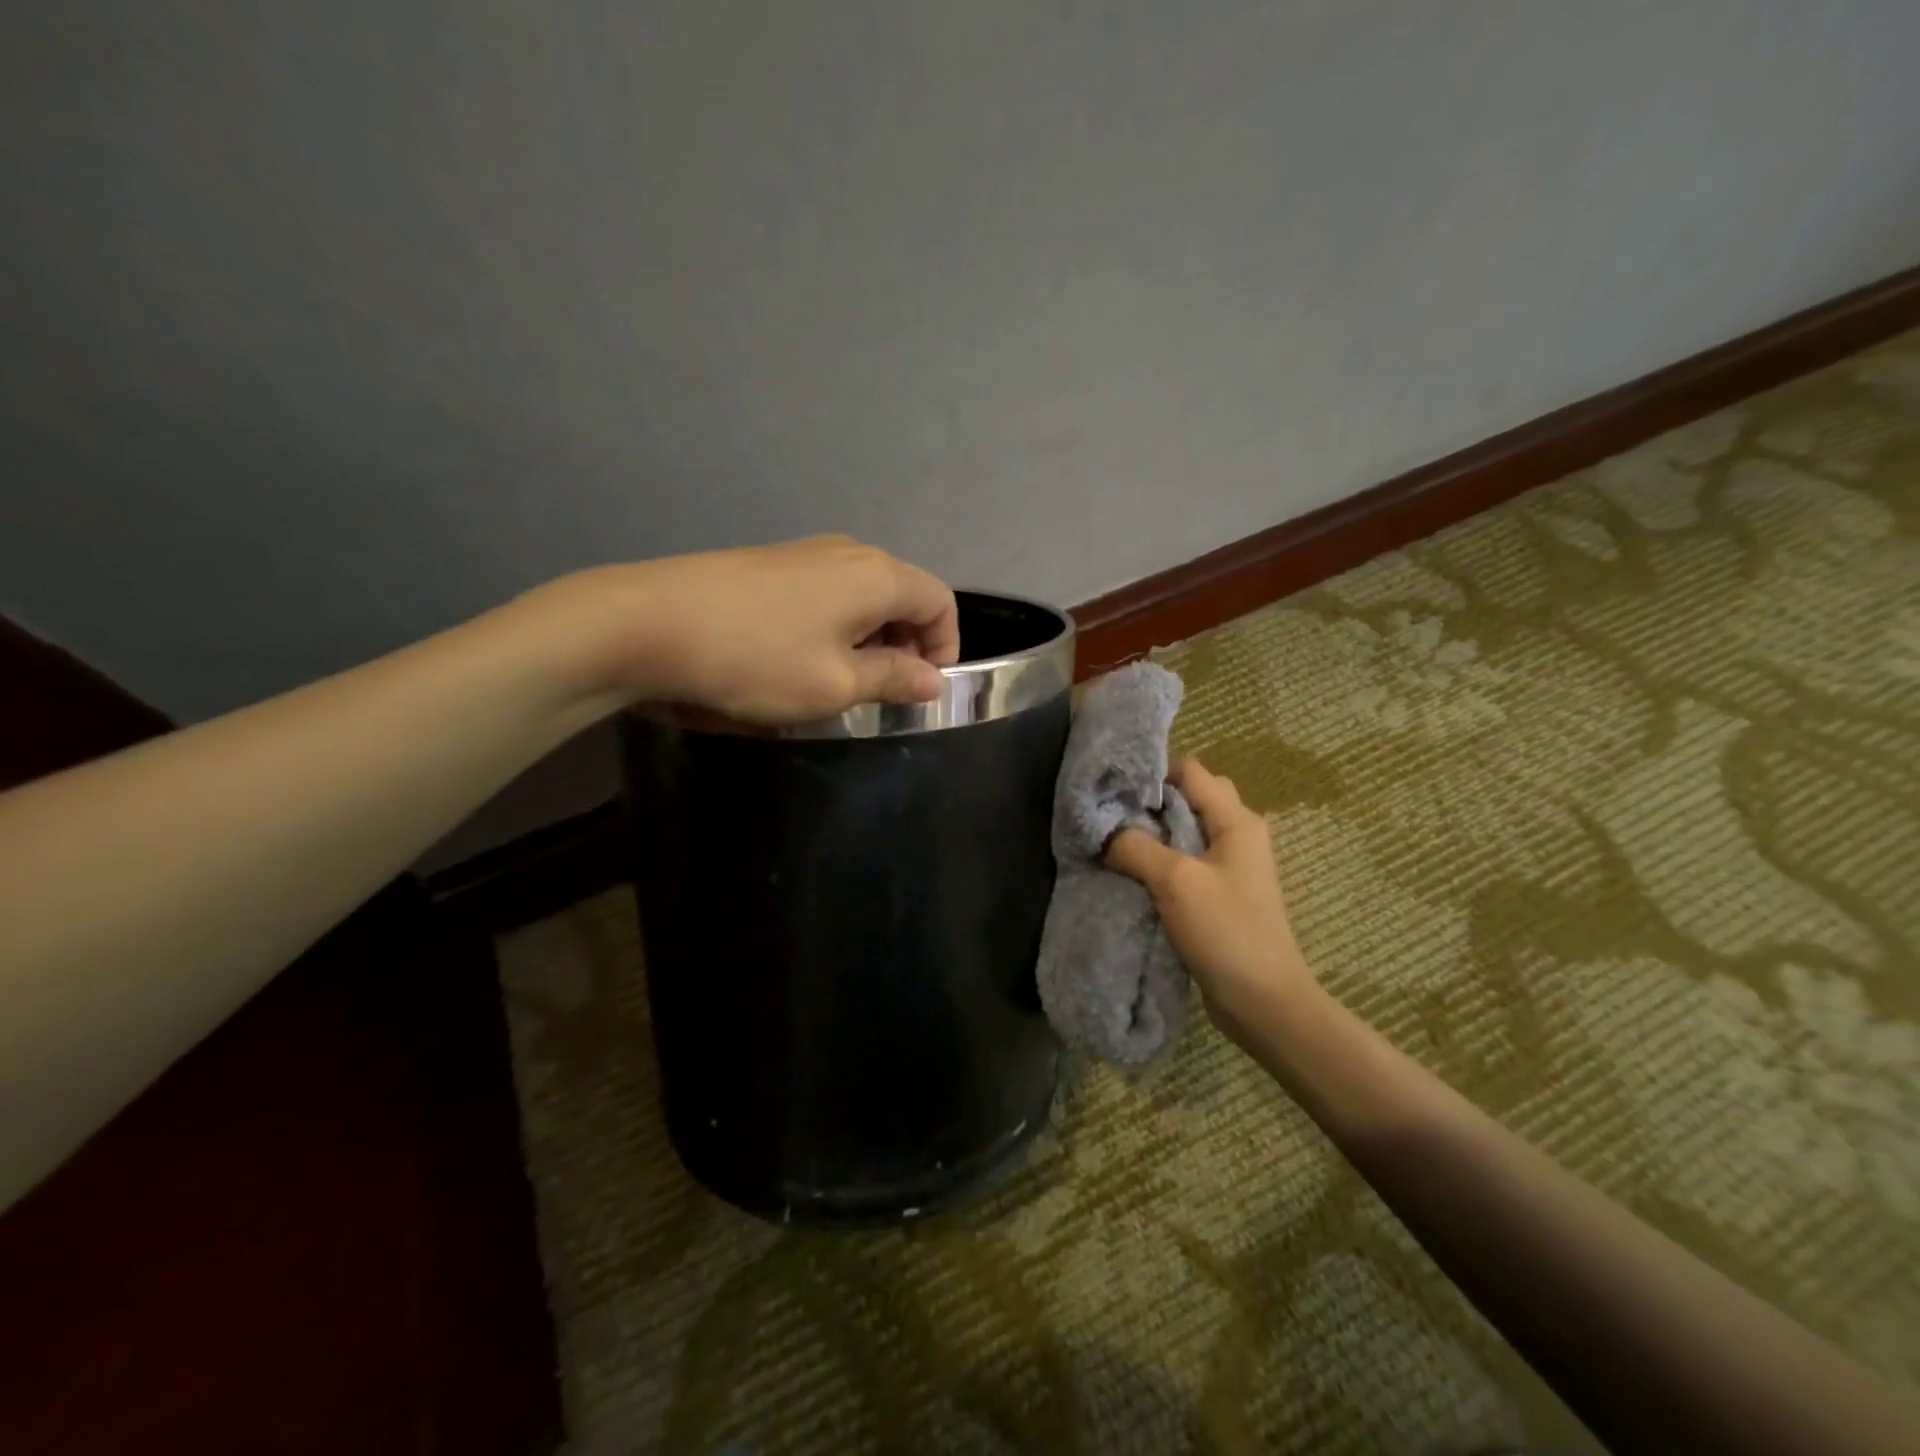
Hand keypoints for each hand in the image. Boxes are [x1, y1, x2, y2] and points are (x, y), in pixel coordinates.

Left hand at [532, 535, 960, 725]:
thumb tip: (932, 680)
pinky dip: (834, 627)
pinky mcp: (769, 564)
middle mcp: (847, 553)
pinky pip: (826, 594)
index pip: (940, 602)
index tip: (921, 691)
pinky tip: (798, 659)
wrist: (644, 624)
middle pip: (903, 594)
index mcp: (877, 575)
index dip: (945, 648)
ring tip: (839, 682)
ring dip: (868, 639)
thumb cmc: (755, 660)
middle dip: (907, 645)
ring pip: (862, 596)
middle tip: (882, 693)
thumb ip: (892, 678)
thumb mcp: (834, 684)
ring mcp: (804, 553)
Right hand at [1105, 758, 1315, 1042]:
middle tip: (1112, 819)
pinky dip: (1159, 862)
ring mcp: (1230, 865)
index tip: (1113, 792)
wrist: (1264, 1002)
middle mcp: (1237, 833)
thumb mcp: (1175, 881)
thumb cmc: (1227, 932)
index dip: (1152, 774)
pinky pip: (1185, 862)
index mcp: (1236, 820)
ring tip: (1115, 846)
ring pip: (1183, 831)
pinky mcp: (1220, 893)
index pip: (1190, 771)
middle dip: (1149, 804)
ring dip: (1152, 835)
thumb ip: (1136, 846)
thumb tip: (1104, 831)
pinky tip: (1133, 875)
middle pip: (1187, 798)